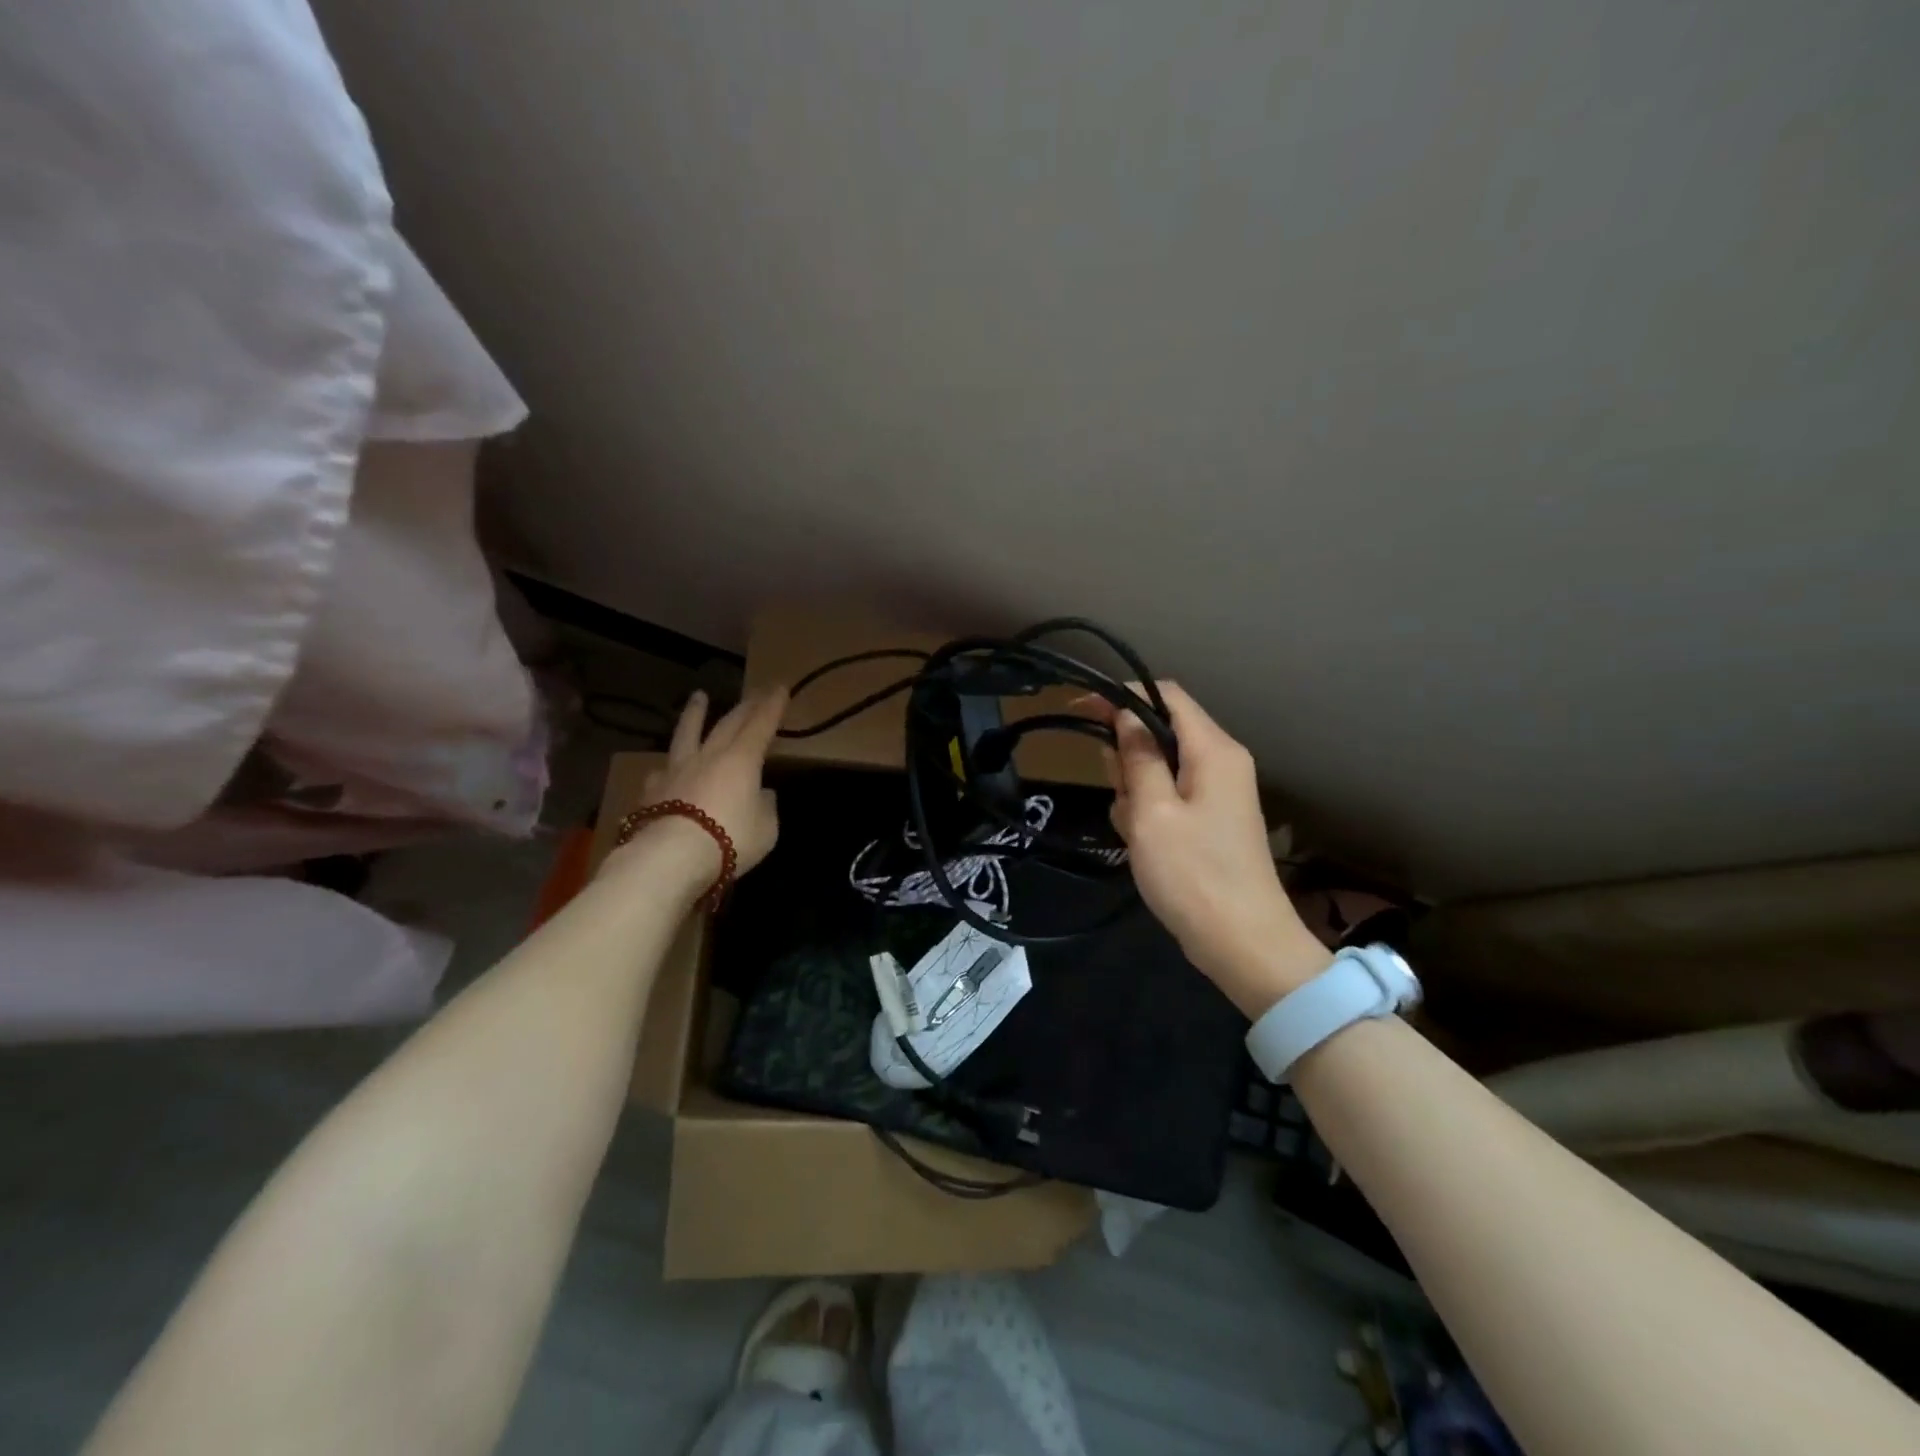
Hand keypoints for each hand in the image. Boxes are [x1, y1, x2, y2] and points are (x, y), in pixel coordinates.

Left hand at [624, 686, 788, 880]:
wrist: (671, 858)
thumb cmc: (730, 840)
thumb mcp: (766, 829)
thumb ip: (765, 807)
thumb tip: (762, 794)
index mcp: (742, 760)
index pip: (761, 724)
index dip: (772, 706)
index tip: (779, 687)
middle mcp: (709, 756)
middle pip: (728, 723)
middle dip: (745, 706)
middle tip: (755, 692)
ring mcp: (677, 771)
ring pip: (687, 734)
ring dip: (695, 714)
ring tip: (698, 697)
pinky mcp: (652, 791)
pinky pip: (663, 771)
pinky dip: (670, 766)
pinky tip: (665, 768)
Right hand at [1085, 683, 1328, 1016]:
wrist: (1242, 943)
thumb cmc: (1193, 873)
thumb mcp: (1152, 811)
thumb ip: (1138, 757)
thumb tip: (1127, 715)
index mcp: (1214, 750)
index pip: (1167, 695)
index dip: (1123, 695)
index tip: (1081, 709)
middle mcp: (1221, 762)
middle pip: (1161, 731)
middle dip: (1127, 755)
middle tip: (1117, 791)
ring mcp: (1216, 794)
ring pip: (1159, 768)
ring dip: (1134, 790)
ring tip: (1133, 829)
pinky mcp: (1209, 821)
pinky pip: (1168, 797)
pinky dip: (1147, 812)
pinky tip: (1141, 843)